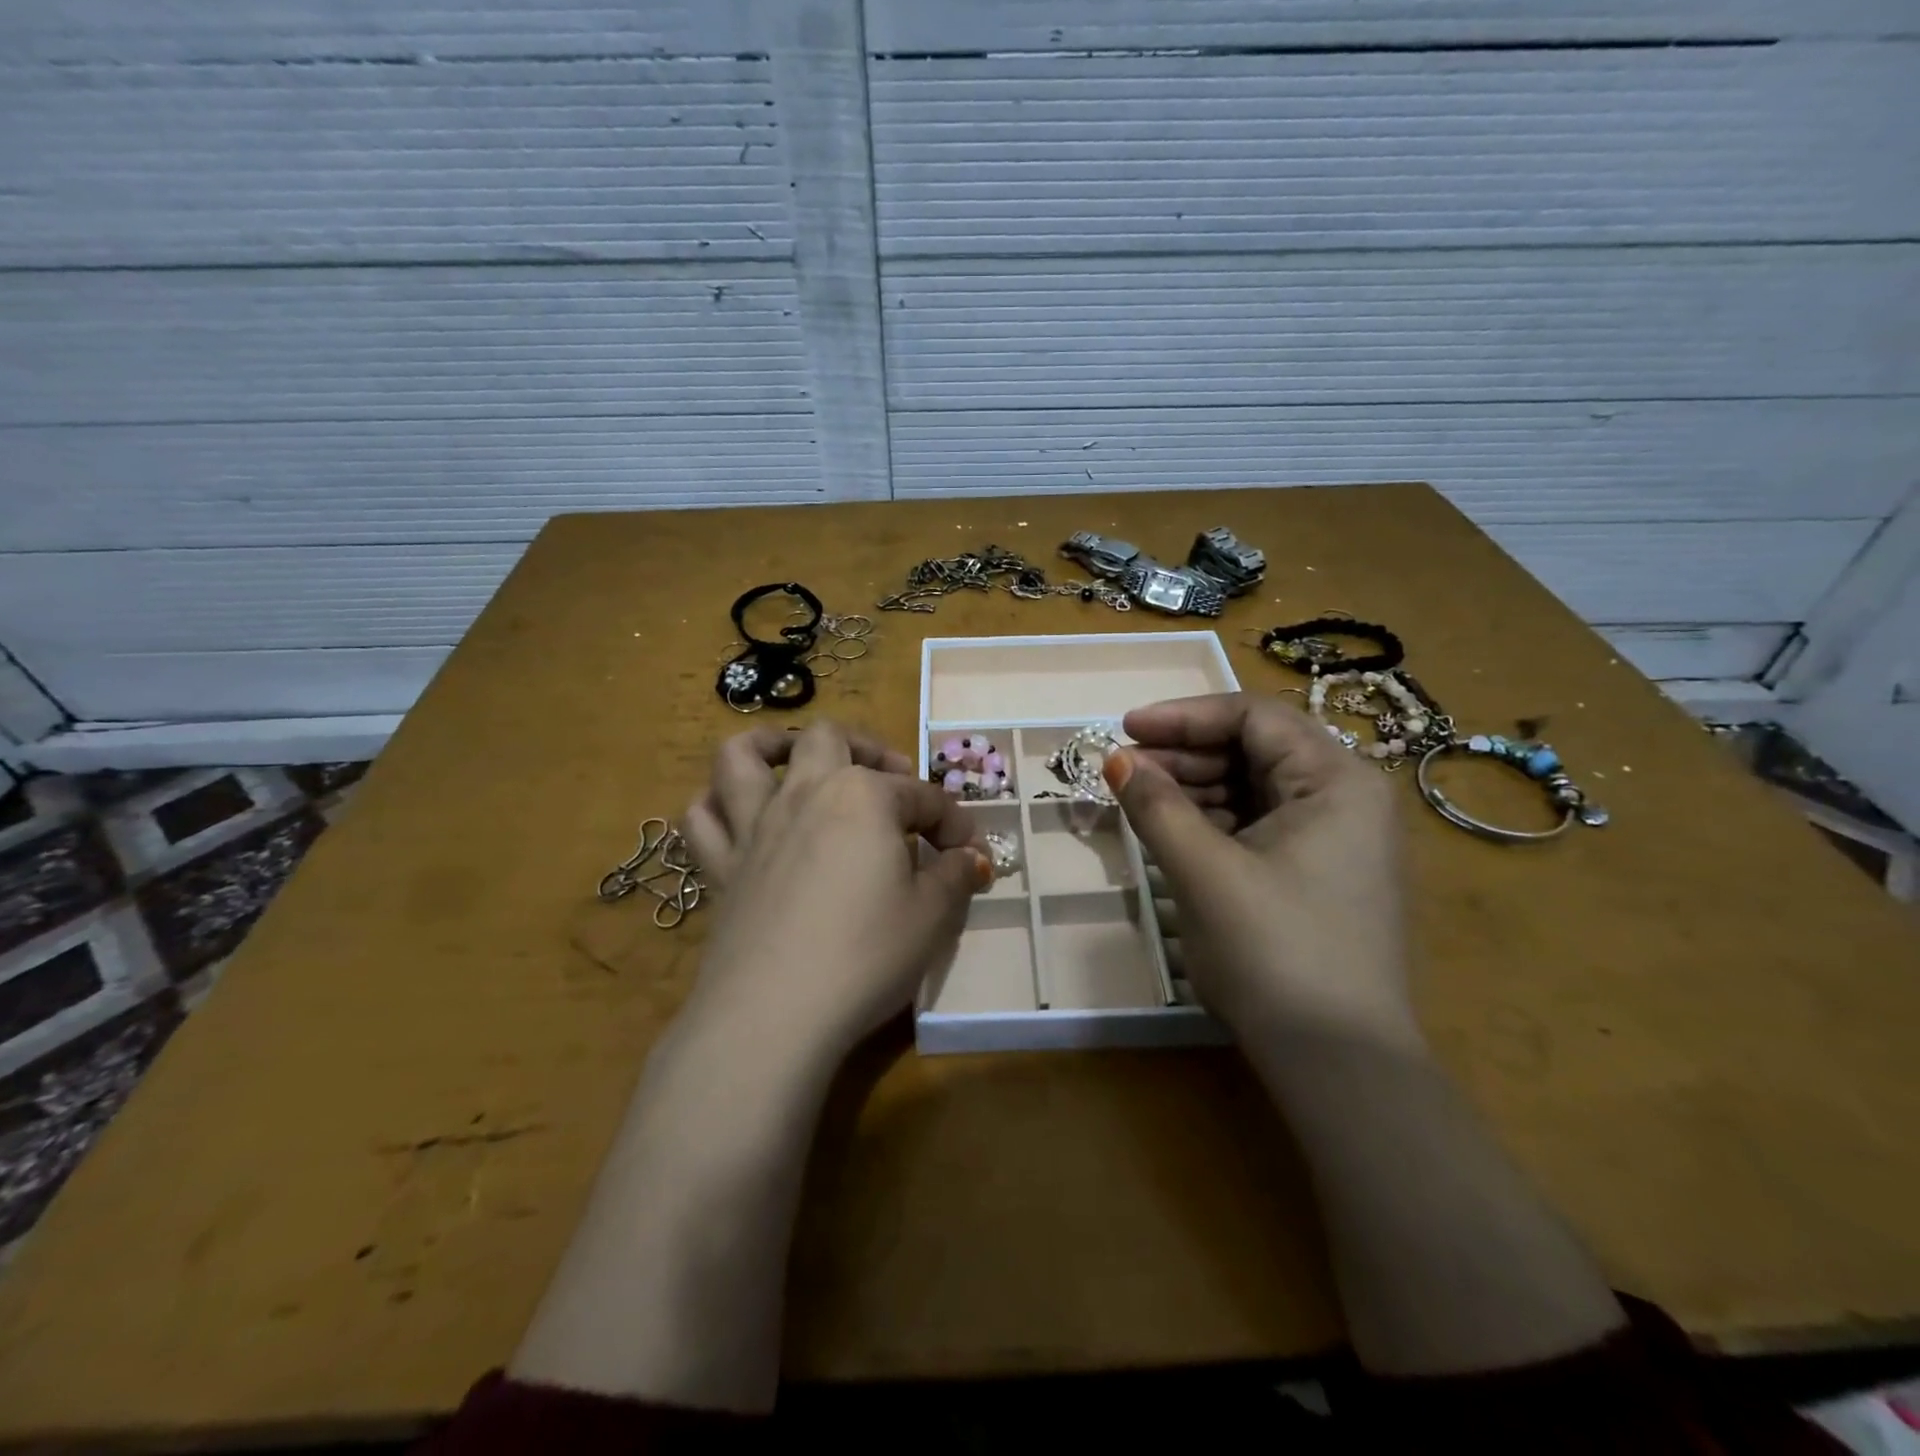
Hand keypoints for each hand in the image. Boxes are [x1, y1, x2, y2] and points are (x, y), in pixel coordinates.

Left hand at [681, 722, 990, 1066]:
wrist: (777, 1012)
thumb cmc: (867, 953)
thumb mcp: (933, 916)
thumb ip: (955, 876)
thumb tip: (970, 859)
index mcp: (863, 796)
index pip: (922, 797)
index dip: (953, 823)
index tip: (970, 855)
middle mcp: (804, 794)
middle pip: (829, 740)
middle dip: (867, 749)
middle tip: (890, 778)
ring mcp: (754, 827)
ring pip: (742, 756)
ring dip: (770, 746)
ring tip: (795, 759)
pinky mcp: (719, 867)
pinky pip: (702, 818)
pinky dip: (716, 805)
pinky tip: (738, 816)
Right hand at [1107, 693, 1419, 1051]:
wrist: (1338, 1064)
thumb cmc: (1275, 953)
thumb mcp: (1205, 872)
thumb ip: (1156, 806)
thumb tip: (1115, 758)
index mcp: (1336, 780)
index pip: (1253, 717)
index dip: (1183, 717)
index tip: (1125, 729)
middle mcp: (1346, 798)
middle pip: (1255, 749)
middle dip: (1185, 754)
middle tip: (1124, 771)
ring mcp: (1336, 839)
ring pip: (1254, 788)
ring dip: (1194, 788)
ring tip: (1139, 801)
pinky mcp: (1320, 873)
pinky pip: (1260, 825)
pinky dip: (1214, 822)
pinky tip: (1174, 833)